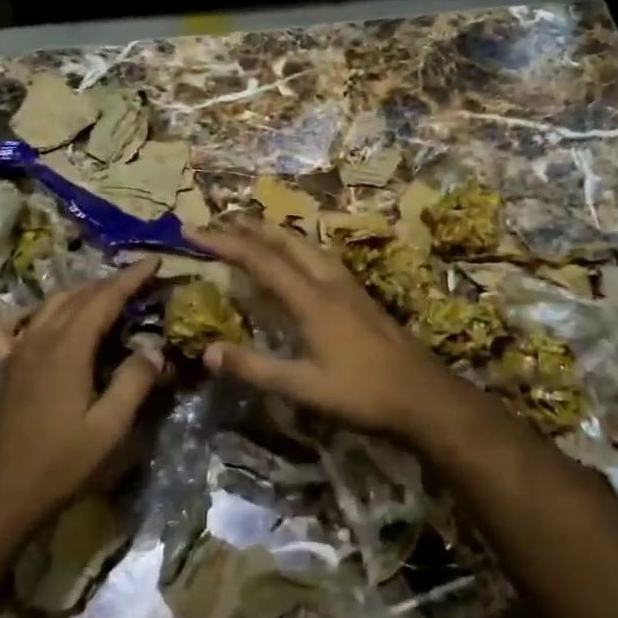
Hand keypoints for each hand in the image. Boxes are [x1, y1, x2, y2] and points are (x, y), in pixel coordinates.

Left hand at [0, 259, 166, 529]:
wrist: (1, 495)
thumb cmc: (61, 463)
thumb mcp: (109, 428)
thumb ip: (134, 382)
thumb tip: (153, 350)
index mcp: (68, 349)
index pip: (104, 299)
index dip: (130, 279)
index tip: (153, 262)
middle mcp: (39, 340)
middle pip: (77, 297)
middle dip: (109, 283)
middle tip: (138, 282)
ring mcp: (16, 353)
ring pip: (48, 306)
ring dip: (78, 294)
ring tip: (103, 295)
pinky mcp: (2, 370)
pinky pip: (9, 327)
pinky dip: (27, 314)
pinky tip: (38, 319)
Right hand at [192, 221, 476, 443]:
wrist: (424, 396)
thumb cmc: (362, 393)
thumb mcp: (303, 387)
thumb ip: (254, 368)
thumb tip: (207, 352)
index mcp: (311, 300)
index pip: (260, 261)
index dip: (224, 243)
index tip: (193, 231)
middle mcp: (329, 283)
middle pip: (286, 242)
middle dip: (251, 228)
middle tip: (220, 221)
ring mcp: (349, 287)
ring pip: (307, 246)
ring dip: (276, 235)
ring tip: (254, 231)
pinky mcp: (361, 297)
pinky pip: (321, 258)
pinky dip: (297, 249)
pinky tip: (299, 261)